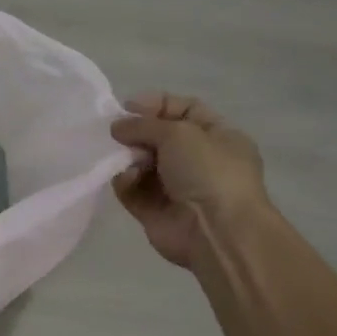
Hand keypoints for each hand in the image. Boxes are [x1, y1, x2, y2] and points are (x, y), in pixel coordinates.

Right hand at [110, 93, 269, 269]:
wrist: (216, 231)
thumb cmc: (208, 171)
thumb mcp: (179, 132)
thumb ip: (144, 124)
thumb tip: (117, 128)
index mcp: (219, 136)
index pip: (185, 110)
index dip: (157, 104)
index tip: (129, 107)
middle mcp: (199, 161)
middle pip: (158, 137)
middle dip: (136, 133)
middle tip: (118, 133)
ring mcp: (176, 188)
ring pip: (141, 163)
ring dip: (128, 157)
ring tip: (125, 158)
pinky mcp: (154, 211)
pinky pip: (132, 190)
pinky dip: (125, 182)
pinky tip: (127, 179)